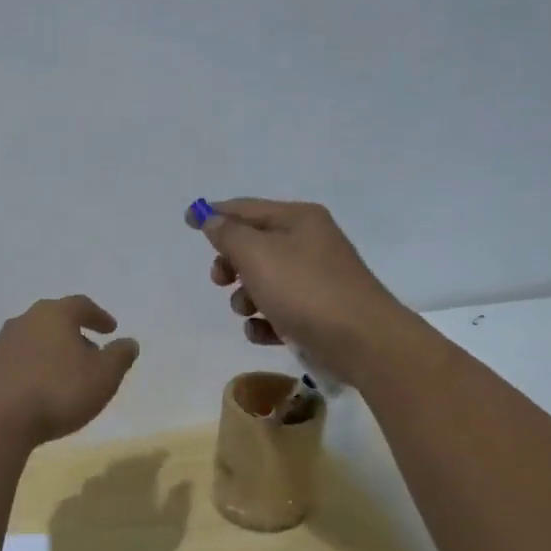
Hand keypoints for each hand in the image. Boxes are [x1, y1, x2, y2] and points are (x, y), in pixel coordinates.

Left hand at [0, 295, 139, 446]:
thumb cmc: (58, 392)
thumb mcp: (103, 376)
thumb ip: (119, 356)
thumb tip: (128, 342)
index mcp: (53, 315)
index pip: (81, 305)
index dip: (98, 316)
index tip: (111, 329)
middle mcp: (24, 321)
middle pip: (54, 321)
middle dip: (74, 335)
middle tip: (90, 354)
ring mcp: (0, 344)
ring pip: (33, 341)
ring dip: (51, 353)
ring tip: (65, 375)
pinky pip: (16, 363)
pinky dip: (31, 370)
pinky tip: (38, 391)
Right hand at [187, 198, 407, 385]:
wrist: (362, 342)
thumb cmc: (305, 290)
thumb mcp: (257, 255)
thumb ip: (228, 235)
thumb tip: (213, 220)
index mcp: (298, 219)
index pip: (246, 208)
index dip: (214, 213)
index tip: (188, 220)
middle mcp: (309, 243)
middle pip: (254, 245)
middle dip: (230, 263)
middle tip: (221, 279)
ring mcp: (315, 279)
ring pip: (264, 281)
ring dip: (245, 297)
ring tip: (248, 311)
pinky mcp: (317, 313)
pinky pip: (279, 311)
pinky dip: (265, 321)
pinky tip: (263, 332)